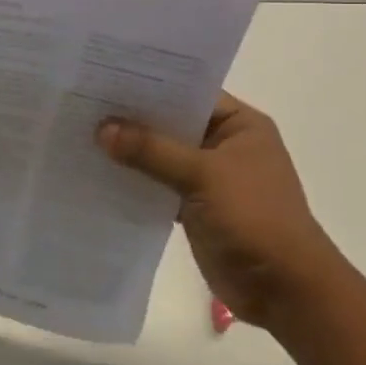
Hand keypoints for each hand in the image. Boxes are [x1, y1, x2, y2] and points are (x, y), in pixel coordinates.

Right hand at [97, 94, 346, 327]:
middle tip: (83, 100)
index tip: (105, 73)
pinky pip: (158, 185)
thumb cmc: (254, 218)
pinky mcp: (194, 207)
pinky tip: (97, 172)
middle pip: (171, 123)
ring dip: (129, 150)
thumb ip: (151, 150)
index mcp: (239, 125)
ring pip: (161, 155)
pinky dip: (134, 181)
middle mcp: (224, 144)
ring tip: (80, 132)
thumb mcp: (203, 175)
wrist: (284, 290)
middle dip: (132, 117)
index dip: (149, 83)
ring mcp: (209, 177)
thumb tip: (102, 128)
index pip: (188, 91)